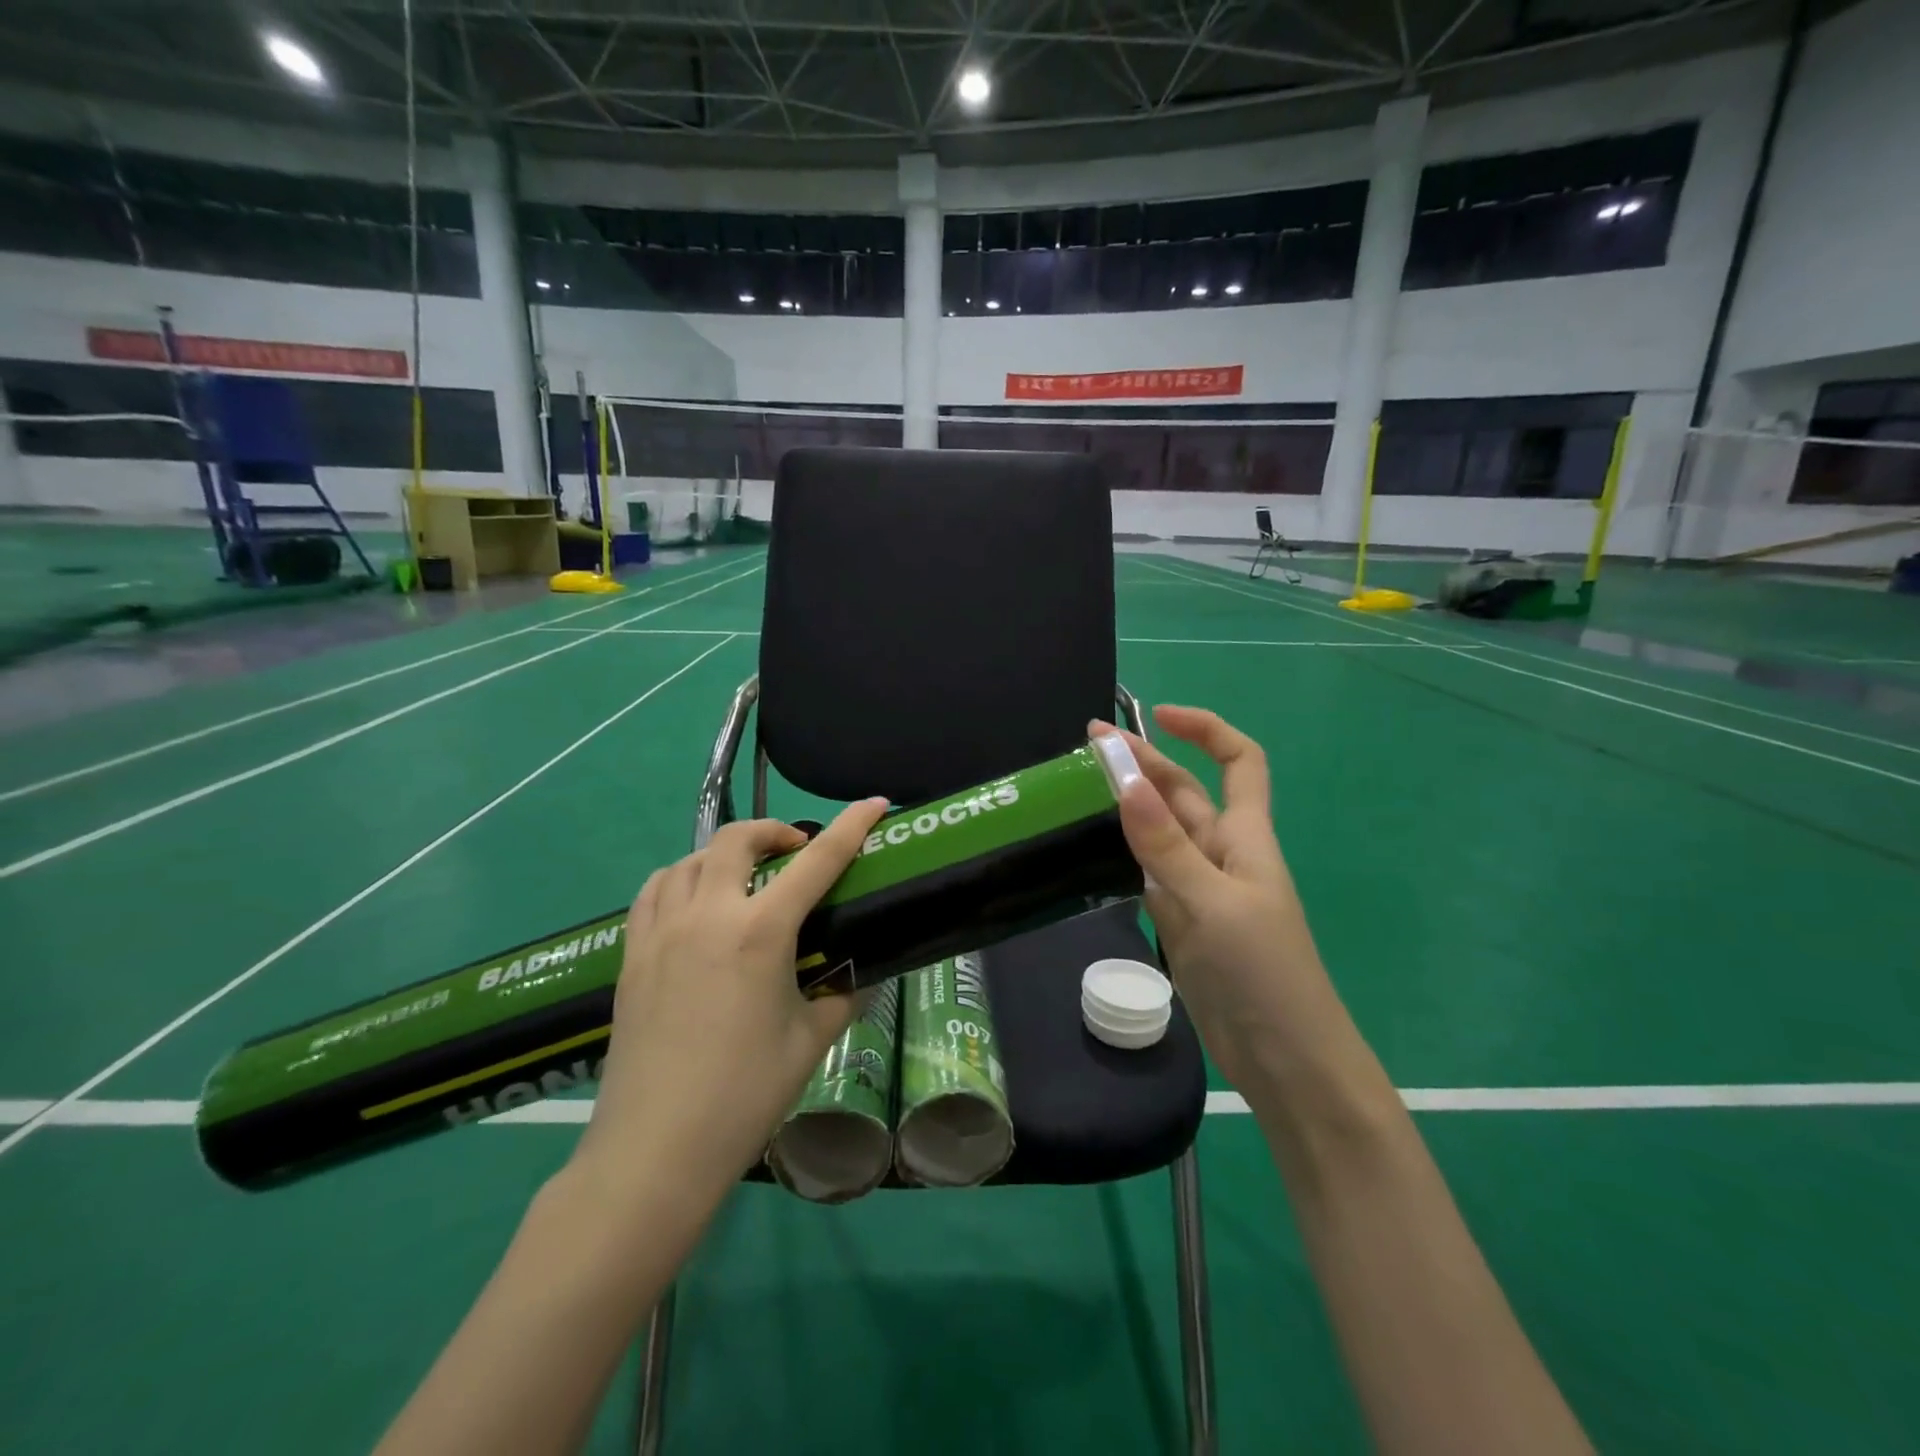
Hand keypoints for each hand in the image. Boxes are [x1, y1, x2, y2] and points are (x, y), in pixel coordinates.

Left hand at [570, 799, 889, 1209]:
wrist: (655, 1149)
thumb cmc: (744, 1095)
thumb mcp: (810, 1042)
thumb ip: (840, 996)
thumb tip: (859, 977)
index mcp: (760, 933)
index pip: (817, 861)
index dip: (850, 826)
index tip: (873, 804)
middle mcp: (708, 915)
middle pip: (737, 840)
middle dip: (774, 831)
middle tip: (796, 851)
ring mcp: (661, 931)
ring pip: (689, 859)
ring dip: (724, 854)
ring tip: (744, 877)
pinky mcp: (631, 954)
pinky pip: (655, 892)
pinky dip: (681, 879)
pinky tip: (694, 905)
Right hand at [1091, 705, 1352, 1094]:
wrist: (1283, 1061)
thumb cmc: (1262, 972)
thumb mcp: (1212, 901)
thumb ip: (1165, 844)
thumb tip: (1125, 781)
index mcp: (1244, 837)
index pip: (1238, 762)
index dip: (1205, 729)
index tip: (1157, 716)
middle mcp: (1220, 854)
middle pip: (1182, 794)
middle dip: (1142, 763)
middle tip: (1085, 747)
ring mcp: (1198, 890)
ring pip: (1159, 833)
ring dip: (1126, 807)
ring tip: (1075, 791)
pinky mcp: (1180, 922)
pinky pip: (1147, 874)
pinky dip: (1121, 854)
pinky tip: (1088, 849)